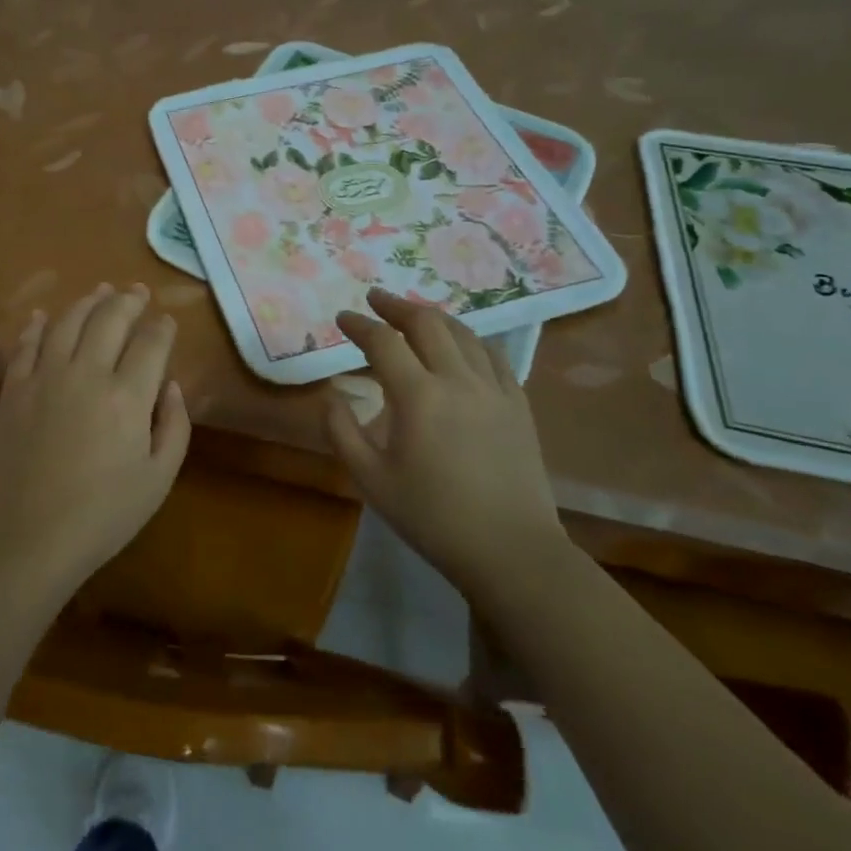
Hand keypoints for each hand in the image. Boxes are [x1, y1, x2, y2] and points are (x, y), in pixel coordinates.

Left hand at [0, 283, 190, 600]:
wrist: (28, 537)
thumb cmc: (102, 516)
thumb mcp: (158, 479)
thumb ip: (173, 426)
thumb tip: (171, 385)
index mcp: (127, 396)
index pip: (151, 343)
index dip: (162, 327)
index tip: (167, 321)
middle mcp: (86, 373)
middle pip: (110, 319)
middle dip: (129, 301)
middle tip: (138, 292)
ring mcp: (45, 376)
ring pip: (69, 321)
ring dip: (88, 301)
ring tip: (101, 291)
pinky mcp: (13, 388)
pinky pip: (26, 344)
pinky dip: (37, 325)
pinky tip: (45, 315)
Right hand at [326, 287, 566, 600]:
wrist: (511, 551)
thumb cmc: (432, 517)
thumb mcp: (370, 480)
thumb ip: (341, 431)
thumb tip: (331, 395)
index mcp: (418, 396)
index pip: (383, 342)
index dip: (359, 325)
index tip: (342, 318)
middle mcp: (458, 380)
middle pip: (426, 323)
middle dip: (396, 305)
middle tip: (375, 300)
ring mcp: (494, 389)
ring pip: (463, 333)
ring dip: (432, 317)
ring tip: (413, 314)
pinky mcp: (518, 405)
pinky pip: (493, 355)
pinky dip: (469, 339)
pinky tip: (461, 344)